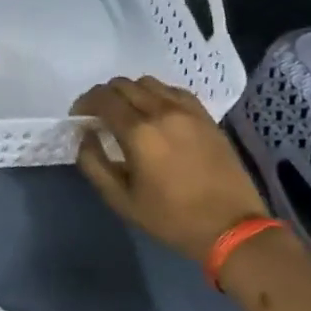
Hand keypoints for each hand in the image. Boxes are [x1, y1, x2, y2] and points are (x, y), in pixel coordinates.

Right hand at [72, 76, 266, 257]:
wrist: (231, 228)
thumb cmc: (171, 218)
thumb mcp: (121, 199)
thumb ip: (93, 163)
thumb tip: (85, 135)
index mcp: (139, 132)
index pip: (102, 98)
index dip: (84, 103)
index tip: (79, 117)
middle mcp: (162, 111)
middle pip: (122, 85)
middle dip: (104, 96)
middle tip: (99, 116)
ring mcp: (187, 111)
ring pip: (148, 82)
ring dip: (130, 93)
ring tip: (128, 114)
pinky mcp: (205, 116)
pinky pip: (173, 91)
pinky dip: (157, 95)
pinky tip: (157, 115)